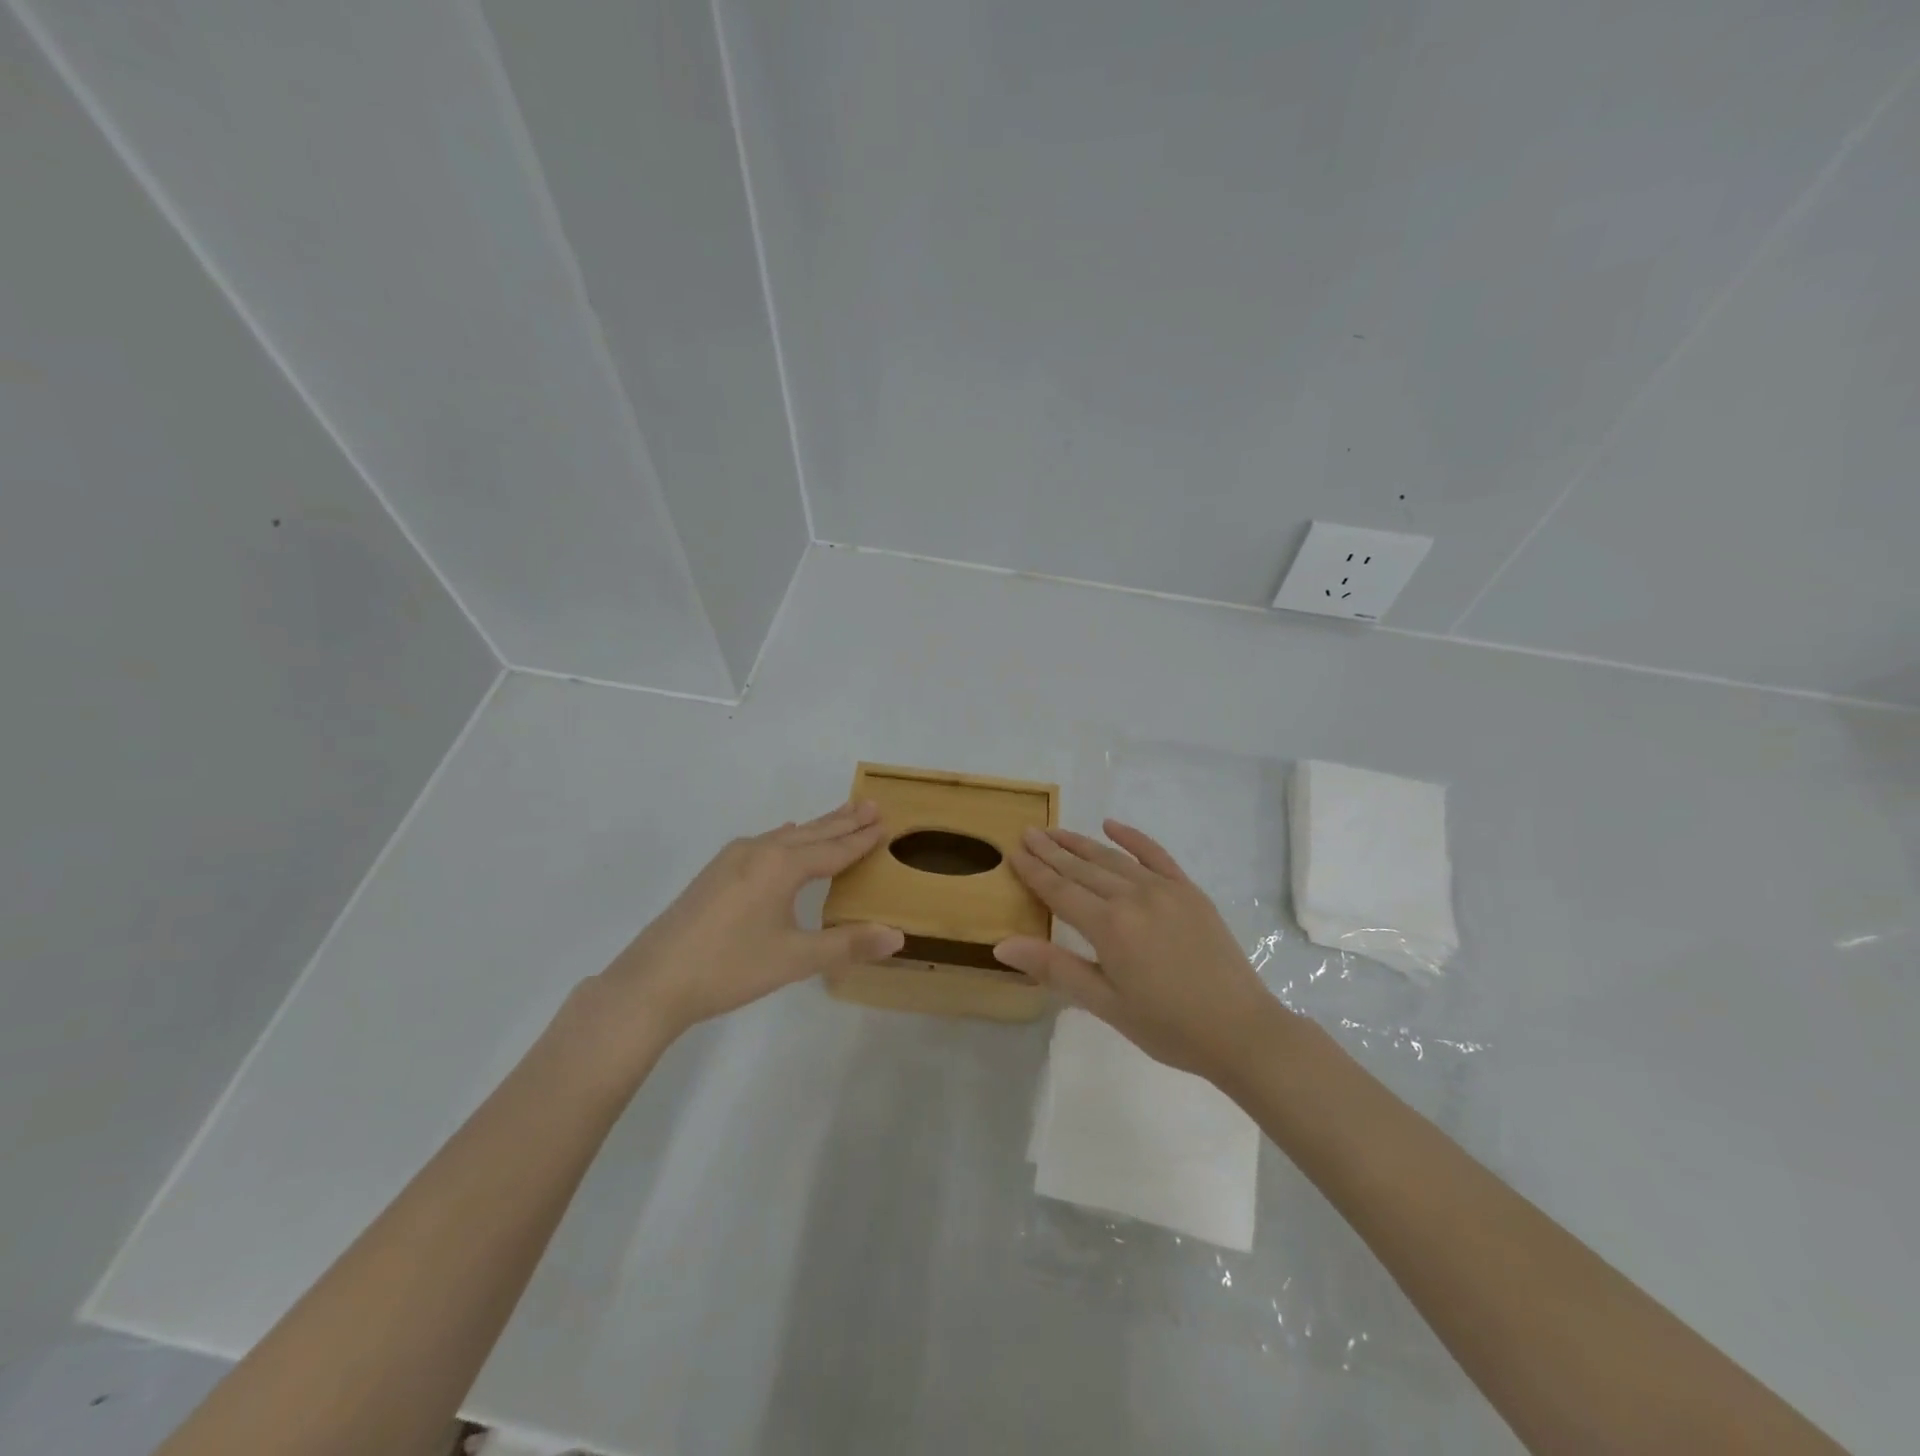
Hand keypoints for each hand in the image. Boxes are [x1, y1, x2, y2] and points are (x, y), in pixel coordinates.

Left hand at [592, 801, 904, 1044]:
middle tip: (871, 804)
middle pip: (811, 834)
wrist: (652, 981)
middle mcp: (758, 852)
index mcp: (781, 866)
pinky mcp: (715, 873)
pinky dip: (786, 839)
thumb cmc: (729, 968)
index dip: (861, 839)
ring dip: (816, 828)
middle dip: (843, 821)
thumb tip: (898, 935)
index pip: (834, 849)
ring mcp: (732, 860)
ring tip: (839, 816)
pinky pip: (763, 844)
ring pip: (786, 837)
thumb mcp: (794, 959)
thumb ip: (847, 944)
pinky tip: (784, 838)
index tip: (885, 822)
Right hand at [993, 820, 1281, 1077]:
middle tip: (1028, 832)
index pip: (1060, 891)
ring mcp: (1164, 889)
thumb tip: (1002, 944)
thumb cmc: (1167, 1026)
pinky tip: (1112, 825)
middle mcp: (1133, 897)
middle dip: (1051, 850)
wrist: (1241, 1030)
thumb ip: (1054, 968)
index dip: (1034, 871)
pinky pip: (1155, 855)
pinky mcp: (1189, 891)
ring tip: (1056, 830)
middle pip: (1082, 868)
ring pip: (1112, 859)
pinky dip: (1132, 838)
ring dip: (1081, 843)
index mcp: (1109, 926)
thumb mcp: (1105, 1004)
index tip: (1013, 851)